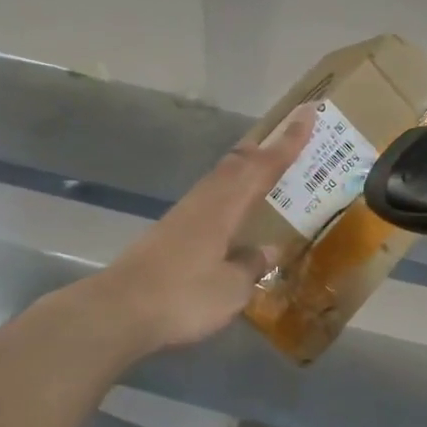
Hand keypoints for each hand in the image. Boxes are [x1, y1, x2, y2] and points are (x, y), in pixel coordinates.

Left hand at [71, 106, 313, 360]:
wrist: (118, 312)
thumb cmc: (183, 296)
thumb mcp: (231, 288)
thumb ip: (252, 265)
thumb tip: (270, 250)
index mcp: (224, 207)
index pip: (263, 166)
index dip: (288, 142)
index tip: (307, 114)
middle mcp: (204, 202)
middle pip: (237, 164)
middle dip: (265, 148)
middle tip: (290, 136)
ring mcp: (183, 216)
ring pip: (221, 179)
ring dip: (245, 168)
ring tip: (267, 169)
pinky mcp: (170, 233)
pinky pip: (210, 200)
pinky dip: (230, 193)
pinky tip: (235, 211)